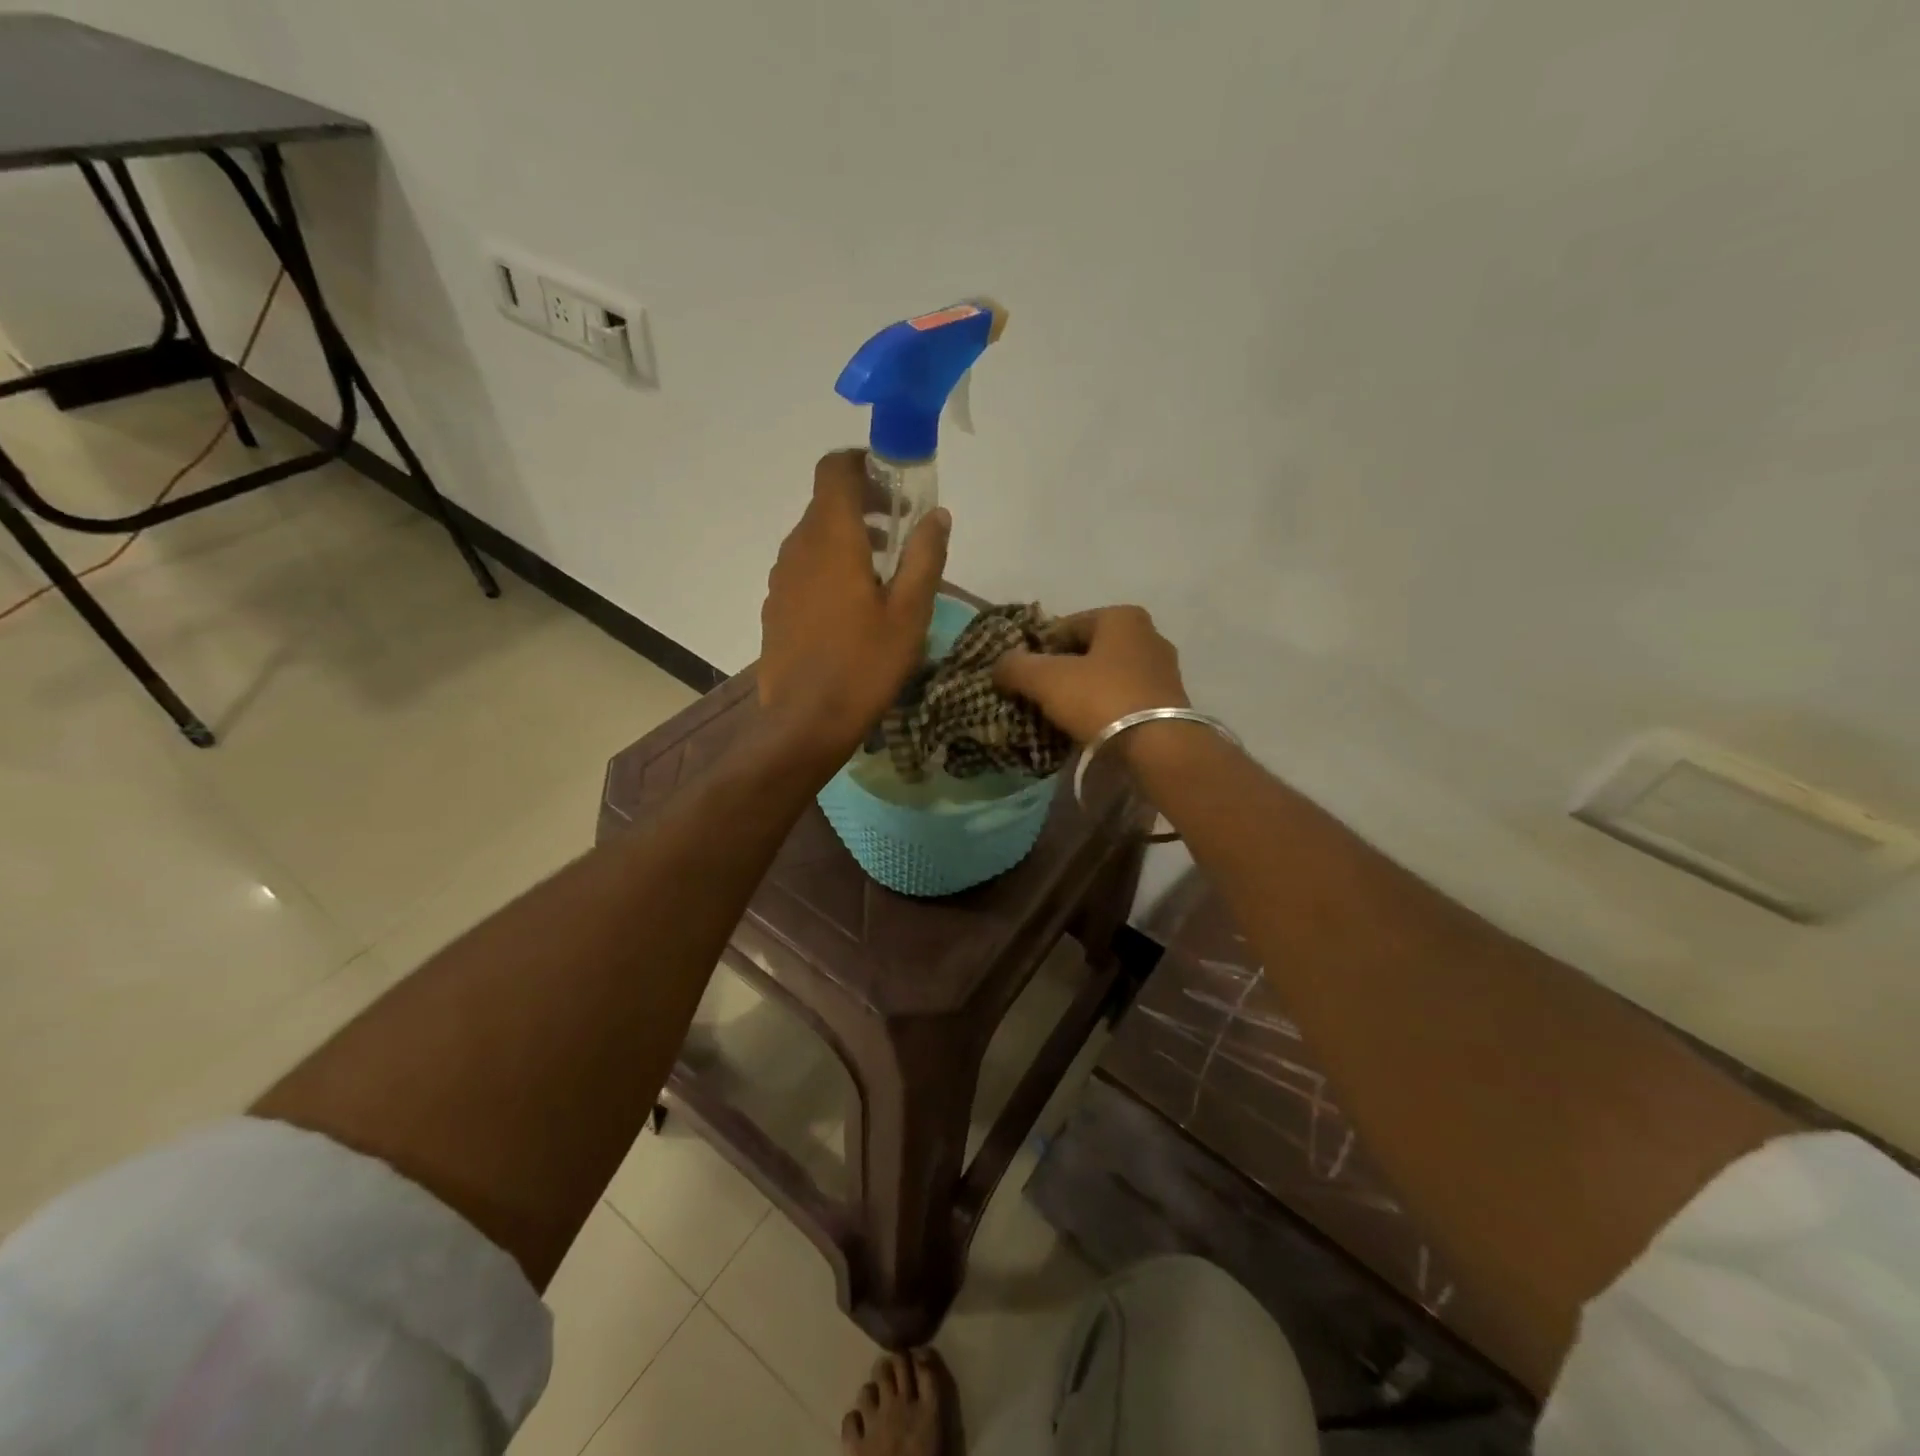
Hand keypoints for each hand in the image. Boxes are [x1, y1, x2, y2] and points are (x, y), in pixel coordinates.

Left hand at [759, 449, 949, 767]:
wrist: (806, 722)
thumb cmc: (865, 664)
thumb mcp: (910, 612)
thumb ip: (925, 556)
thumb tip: (936, 515)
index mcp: (832, 538)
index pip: (834, 469)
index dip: (862, 463)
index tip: (893, 483)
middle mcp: (798, 547)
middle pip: (826, 504)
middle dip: (864, 506)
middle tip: (901, 534)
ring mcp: (781, 578)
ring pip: (813, 538)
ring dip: (847, 540)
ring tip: (882, 574)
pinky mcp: (775, 607)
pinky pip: (803, 569)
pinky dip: (828, 568)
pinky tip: (851, 608)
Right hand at [993, 605, 1189, 744]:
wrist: (1158, 748)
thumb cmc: (1101, 699)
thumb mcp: (1046, 679)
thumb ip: (1016, 666)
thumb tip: (999, 665)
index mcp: (1122, 617)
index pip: (1066, 627)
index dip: (1039, 650)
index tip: (1024, 676)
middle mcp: (1148, 635)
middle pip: (1089, 651)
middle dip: (1064, 670)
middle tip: (1040, 696)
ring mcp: (1164, 670)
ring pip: (1108, 676)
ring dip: (1085, 691)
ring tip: (1062, 716)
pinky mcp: (1170, 703)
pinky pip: (1125, 699)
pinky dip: (1106, 709)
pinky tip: (1090, 728)